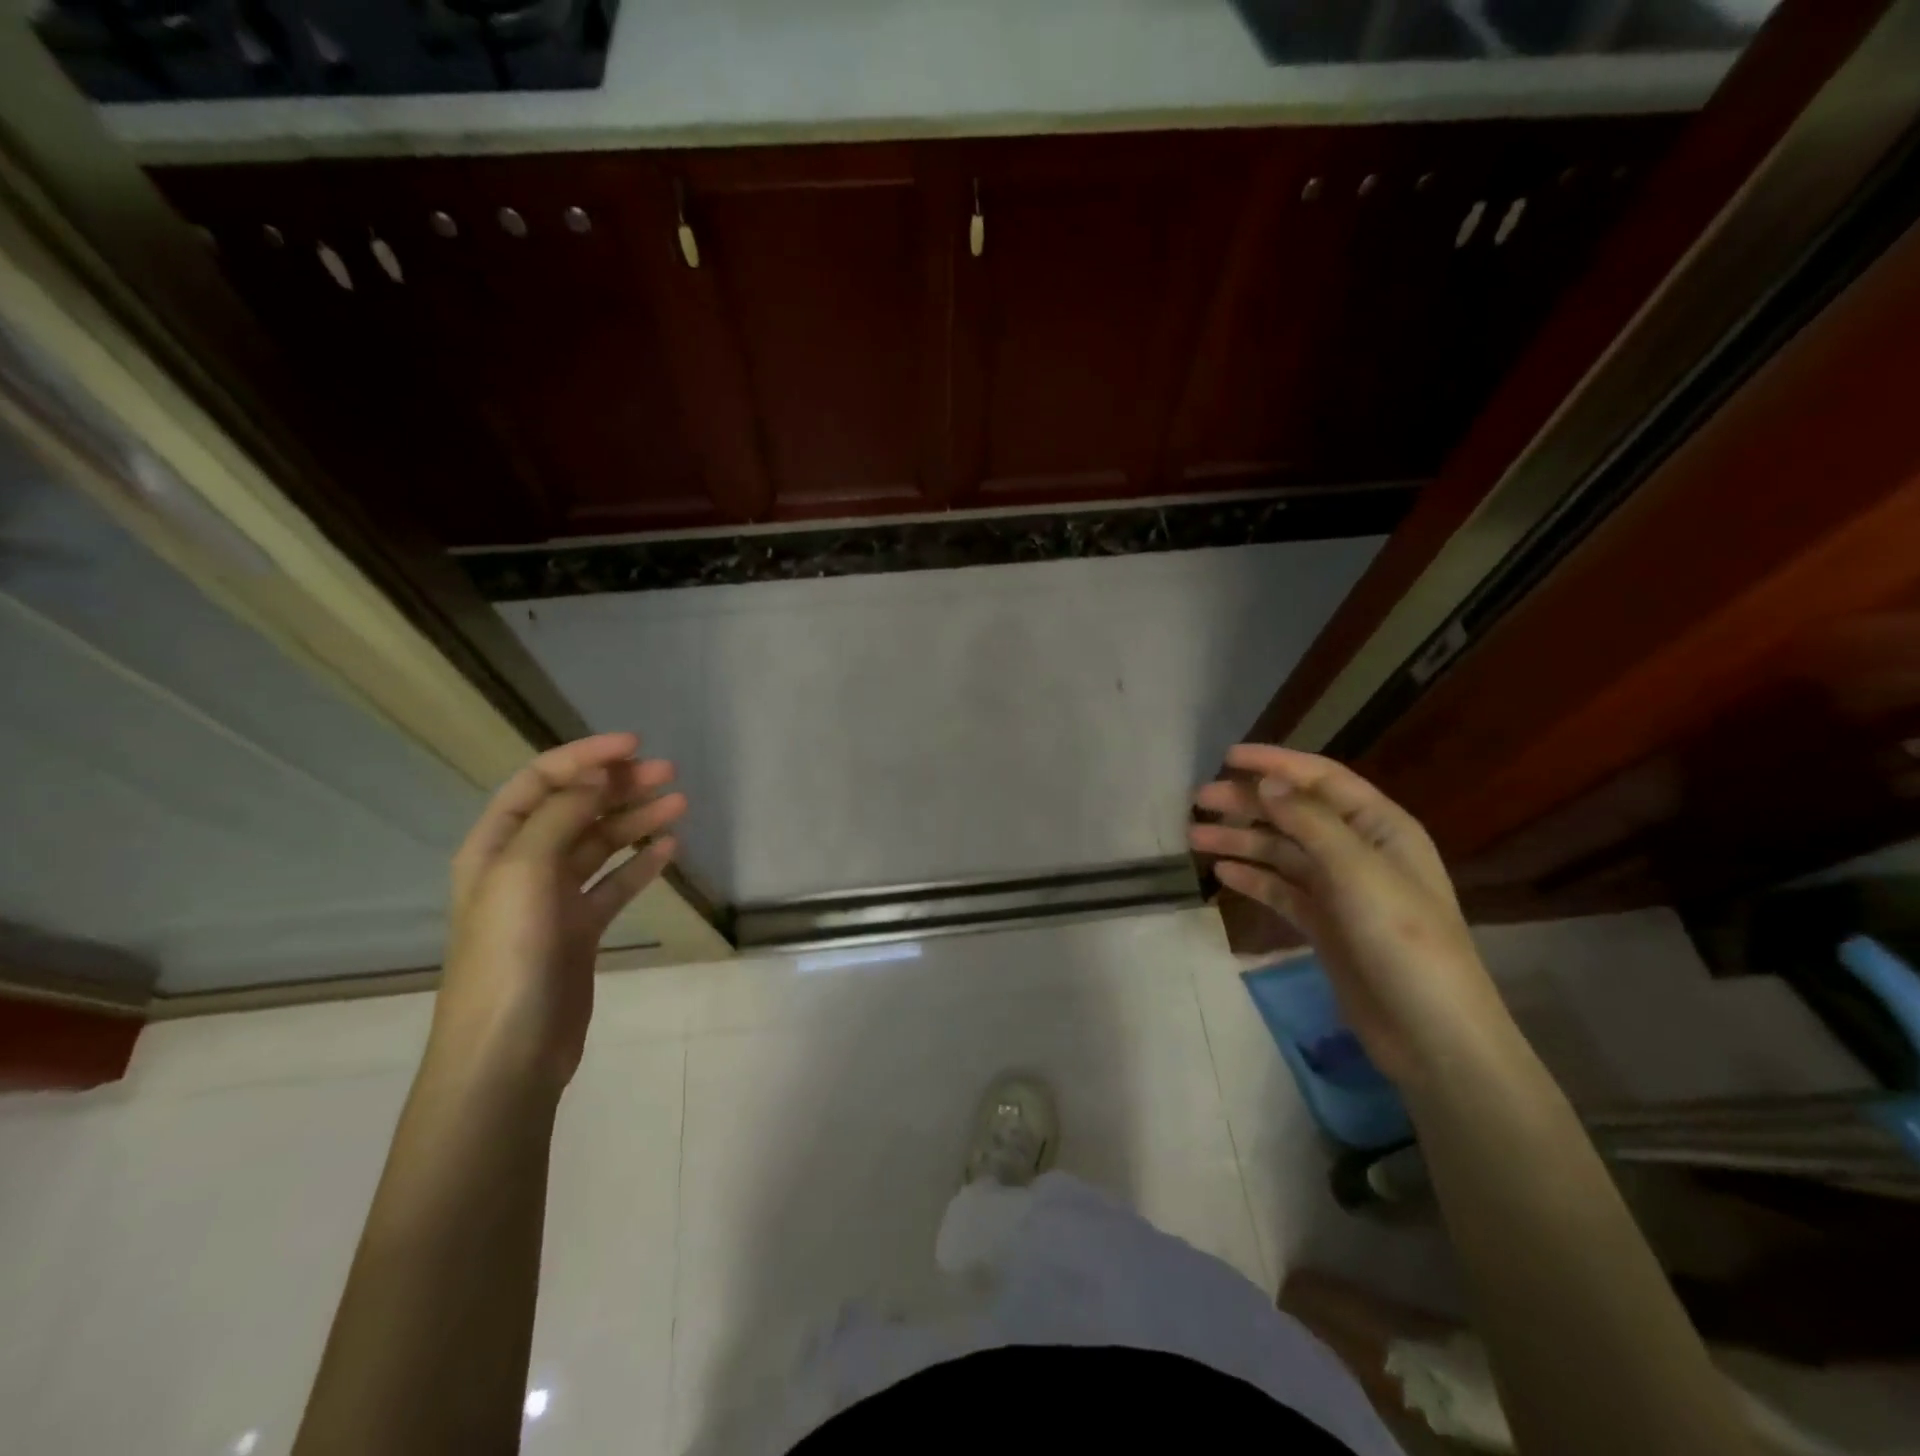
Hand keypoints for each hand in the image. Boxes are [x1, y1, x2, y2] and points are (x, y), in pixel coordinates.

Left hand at [433, 733, 687, 1093]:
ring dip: (636, 820)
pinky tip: (669, 850)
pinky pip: (614, 885)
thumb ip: (559, 817)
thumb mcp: (524, 873)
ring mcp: (553, 900)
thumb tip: (596, 778)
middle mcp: (522, 866)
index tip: (634, 745)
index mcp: (496, 846)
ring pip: (600, 845)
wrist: (508, 1053)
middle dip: (619, 785)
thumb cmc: (509, 956)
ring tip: (679, 803)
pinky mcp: (580, 930)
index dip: (585, 756)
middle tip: (668, 772)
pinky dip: (640, 864)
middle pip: (575, 809)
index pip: (540, 782)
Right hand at [1190, 745, 1512, 1089]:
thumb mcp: (1358, 872)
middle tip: (1198, 800)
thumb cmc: (1402, 940)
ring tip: (1194, 837)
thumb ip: (1310, 822)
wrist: (1430, 1034)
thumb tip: (1267, 783)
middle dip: (1248, 803)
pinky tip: (1222, 873)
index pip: (1321, 779)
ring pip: (1282, 852)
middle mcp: (1359, 851)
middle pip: (1295, 813)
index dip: (1275, 763)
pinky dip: (1253, 878)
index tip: (1228, 757)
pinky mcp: (1325, 925)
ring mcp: (1341, 890)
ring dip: (1241, 840)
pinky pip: (1281, 890)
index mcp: (1380, 827)